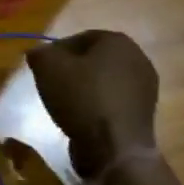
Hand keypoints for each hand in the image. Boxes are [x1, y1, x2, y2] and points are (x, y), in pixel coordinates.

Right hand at [26, 30, 157, 181]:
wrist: (114, 147)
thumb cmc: (81, 98)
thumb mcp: (47, 68)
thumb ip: (39, 53)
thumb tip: (38, 53)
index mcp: (118, 41)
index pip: (80, 38)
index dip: (57, 51)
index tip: (42, 68)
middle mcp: (138, 58)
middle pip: (94, 59)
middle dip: (72, 69)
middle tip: (51, 84)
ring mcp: (145, 86)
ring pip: (104, 80)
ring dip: (84, 88)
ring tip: (65, 103)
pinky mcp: (144, 111)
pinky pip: (113, 100)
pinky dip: (97, 104)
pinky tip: (83, 118)